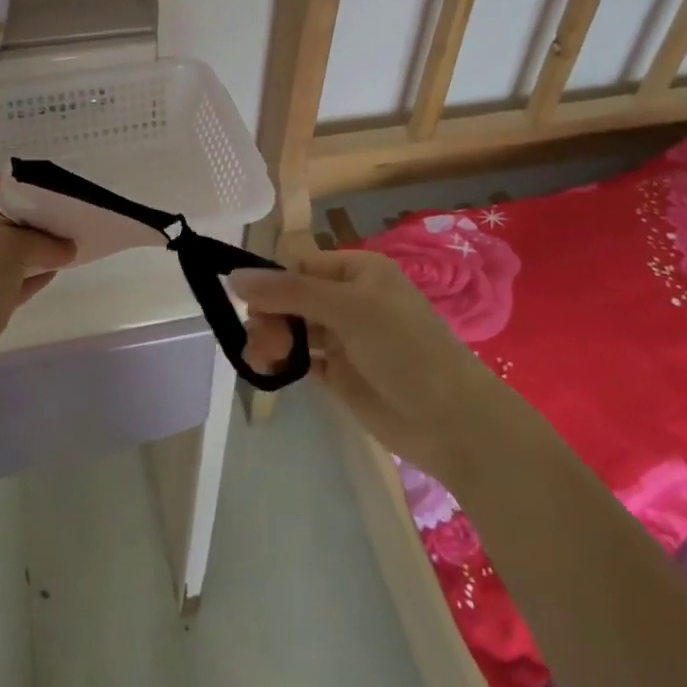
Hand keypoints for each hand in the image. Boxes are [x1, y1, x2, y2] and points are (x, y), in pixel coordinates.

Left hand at [0, 177, 74, 391]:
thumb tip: (67, 246)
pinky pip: (8, 281)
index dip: (32, 187)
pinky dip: (31, 275)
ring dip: (38, 249)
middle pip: (2, 220)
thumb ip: (39, 239)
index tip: (69, 189)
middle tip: (77, 217)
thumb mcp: (5, 249)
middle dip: (39, 220)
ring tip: (75, 242)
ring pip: (7, 253)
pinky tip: (59, 269)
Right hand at [236, 250, 506, 488]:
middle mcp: (349, 300)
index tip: (250, 303)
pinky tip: (270, 371)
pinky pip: (301, 359)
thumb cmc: (404, 348)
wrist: (451, 421)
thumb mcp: (347, 309)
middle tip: (262, 341)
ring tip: (263, 359)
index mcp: (357, 271)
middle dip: (270, 315)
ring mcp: (344, 339)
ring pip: (293, 329)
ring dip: (271, 339)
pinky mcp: (340, 374)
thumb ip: (290, 292)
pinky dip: (283, 362)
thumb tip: (235, 277)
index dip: (273, 282)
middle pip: (292, 297)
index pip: (301, 265)